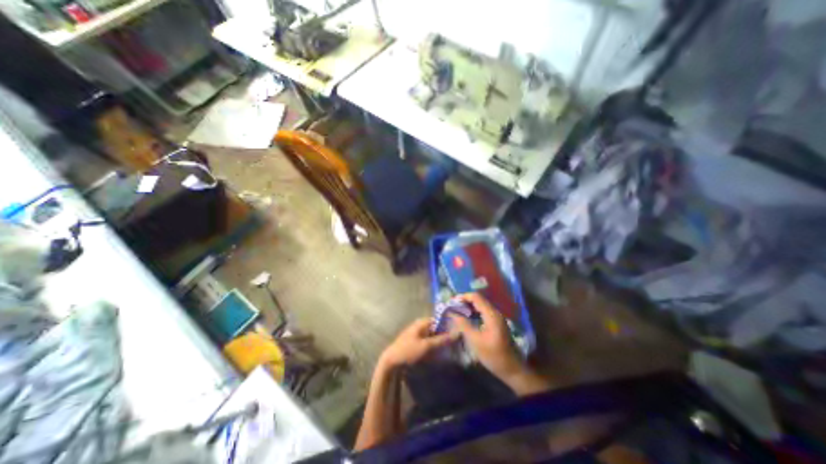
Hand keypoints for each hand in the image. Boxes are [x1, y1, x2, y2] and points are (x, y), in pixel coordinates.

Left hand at [378, 316, 454, 368]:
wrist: (390, 363)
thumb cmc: (408, 351)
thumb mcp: (426, 346)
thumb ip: (441, 340)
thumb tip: (457, 333)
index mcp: (421, 323)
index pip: (438, 319)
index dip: (448, 324)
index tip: (459, 330)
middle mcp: (420, 326)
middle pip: (436, 328)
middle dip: (445, 334)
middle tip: (457, 341)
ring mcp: (417, 335)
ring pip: (433, 336)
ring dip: (440, 341)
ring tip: (452, 348)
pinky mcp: (415, 344)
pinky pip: (428, 343)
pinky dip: (435, 346)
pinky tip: (441, 353)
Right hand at [450, 295, 525, 382]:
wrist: (512, 369)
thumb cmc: (493, 355)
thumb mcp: (475, 341)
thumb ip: (463, 324)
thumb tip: (452, 313)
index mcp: (491, 314)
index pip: (476, 297)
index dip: (463, 297)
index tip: (452, 301)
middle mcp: (495, 312)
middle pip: (479, 299)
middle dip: (465, 301)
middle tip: (452, 306)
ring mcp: (497, 317)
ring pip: (481, 305)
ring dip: (469, 306)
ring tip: (457, 311)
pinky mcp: (496, 323)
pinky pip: (483, 312)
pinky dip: (474, 312)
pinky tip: (467, 317)